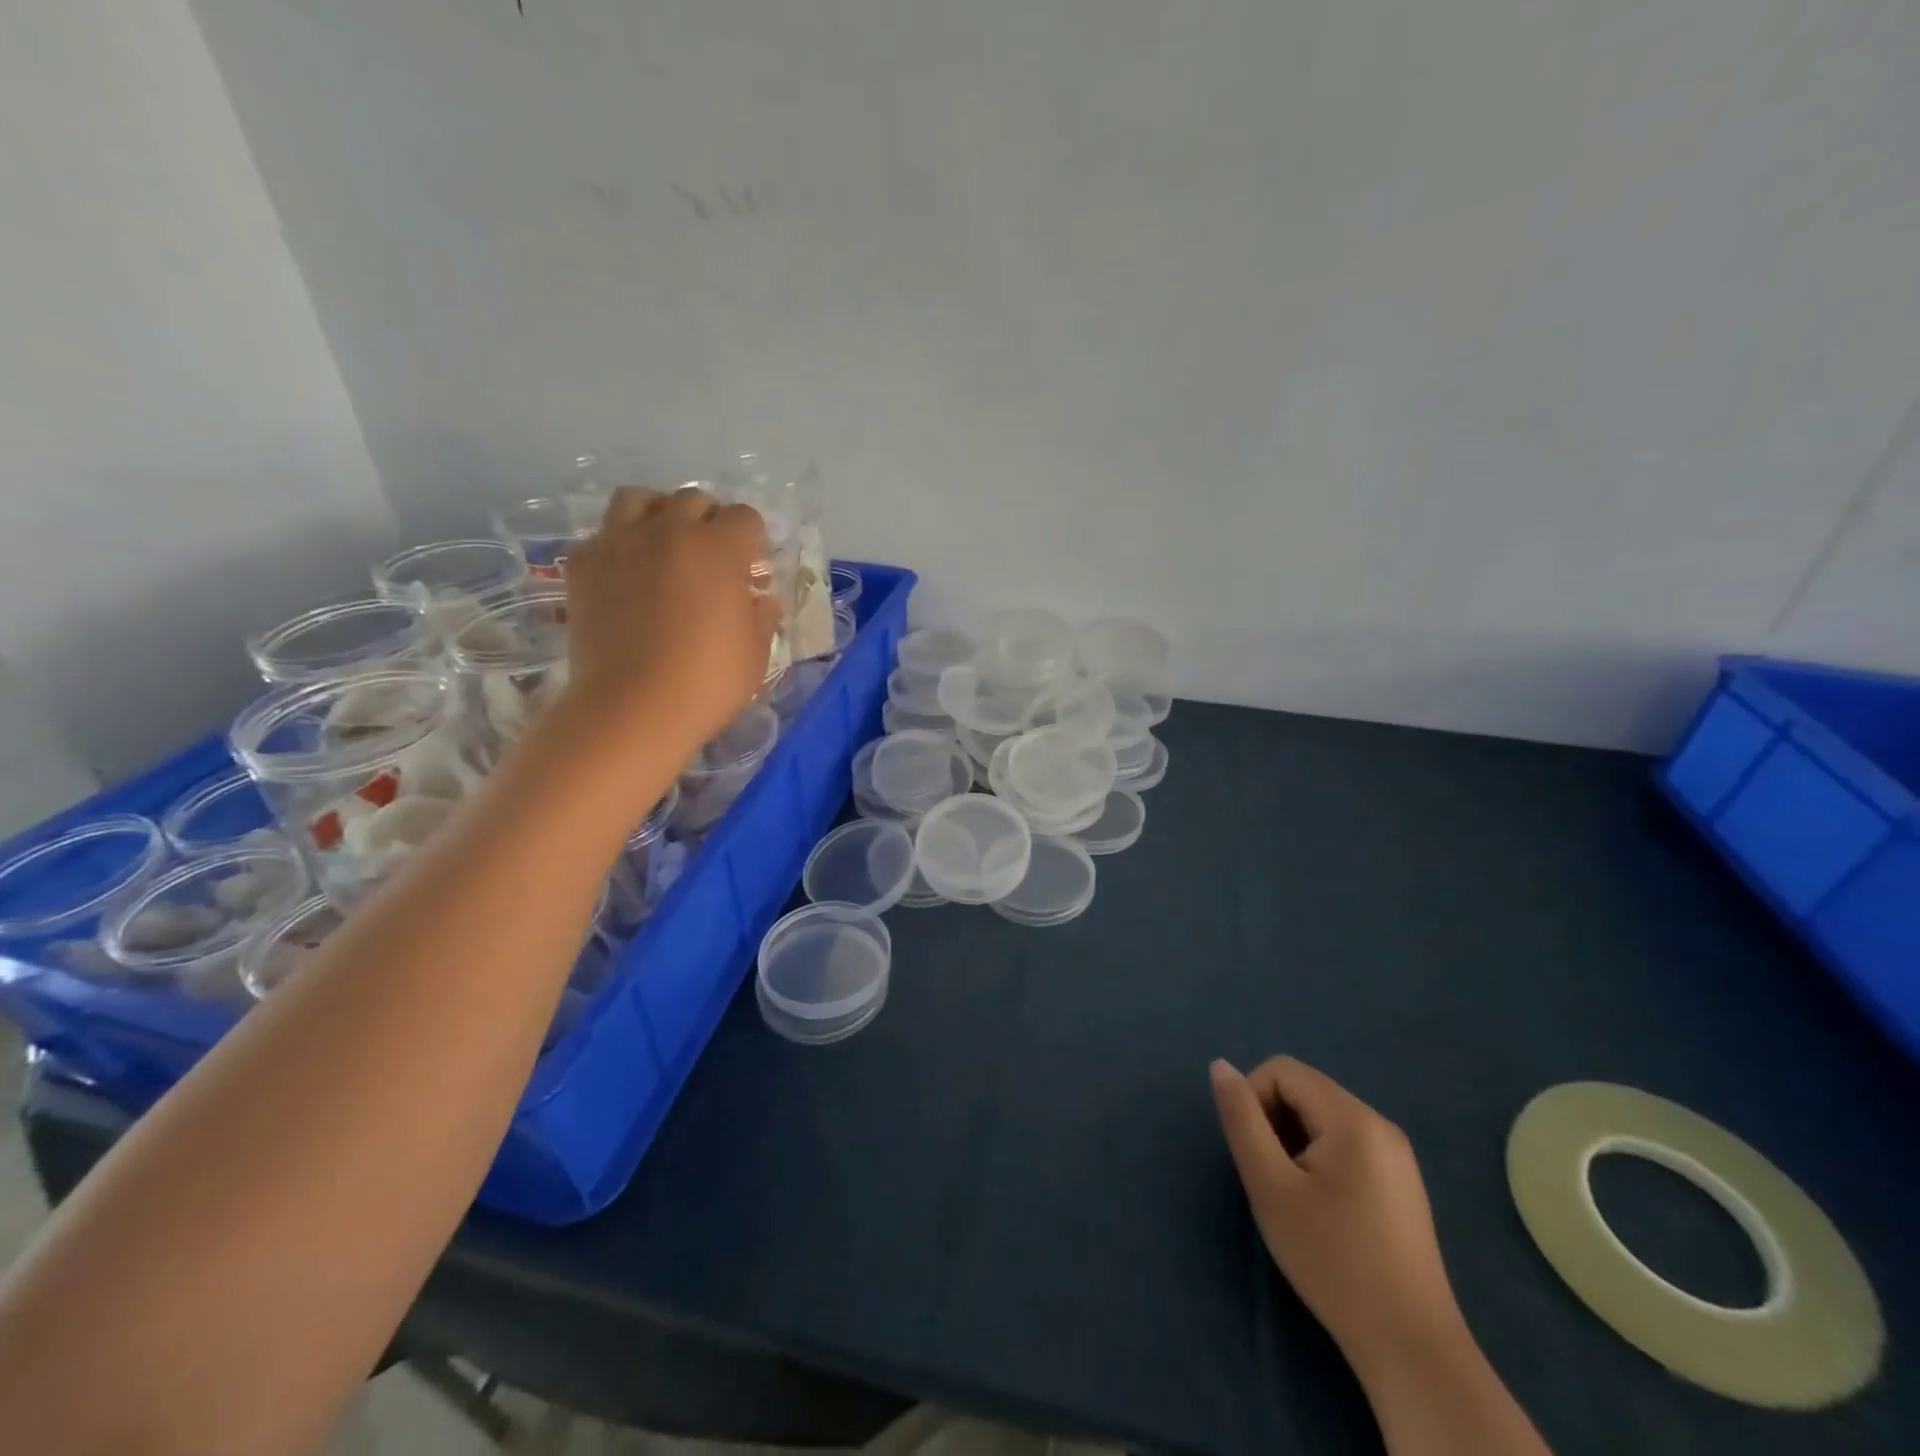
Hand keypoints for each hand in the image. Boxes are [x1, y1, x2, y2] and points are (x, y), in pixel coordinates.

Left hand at [562, 486, 780, 758]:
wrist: (633, 708)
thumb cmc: (708, 681)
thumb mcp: (755, 653)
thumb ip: (762, 617)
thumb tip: (764, 600)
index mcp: (718, 547)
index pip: (745, 517)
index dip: (753, 542)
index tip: (751, 571)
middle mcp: (668, 530)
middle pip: (693, 500)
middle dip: (709, 522)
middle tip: (711, 560)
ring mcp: (619, 542)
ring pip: (639, 500)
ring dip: (658, 515)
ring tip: (664, 548)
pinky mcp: (583, 564)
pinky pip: (602, 534)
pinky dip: (618, 545)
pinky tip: (626, 575)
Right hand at [1211, 1057, 1465, 1381]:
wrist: (1411, 1349)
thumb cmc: (1332, 1260)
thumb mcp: (1271, 1187)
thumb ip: (1242, 1120)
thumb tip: (1219, 1065)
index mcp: (1353, 1117)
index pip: (1282, 1070)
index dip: (1254, 1100)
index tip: (1254, 1154)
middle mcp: (1380, 1123)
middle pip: (1304, 1091)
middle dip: (1274, 1123)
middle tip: (1272, 1180)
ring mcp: (1396, 1154)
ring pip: (1322, 1118)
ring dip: (1294, 1143)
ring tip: (1296, 1198)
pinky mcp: (1401, 1183)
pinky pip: (1345, 1143)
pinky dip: (1319, 1160)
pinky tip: (1323, 1210)